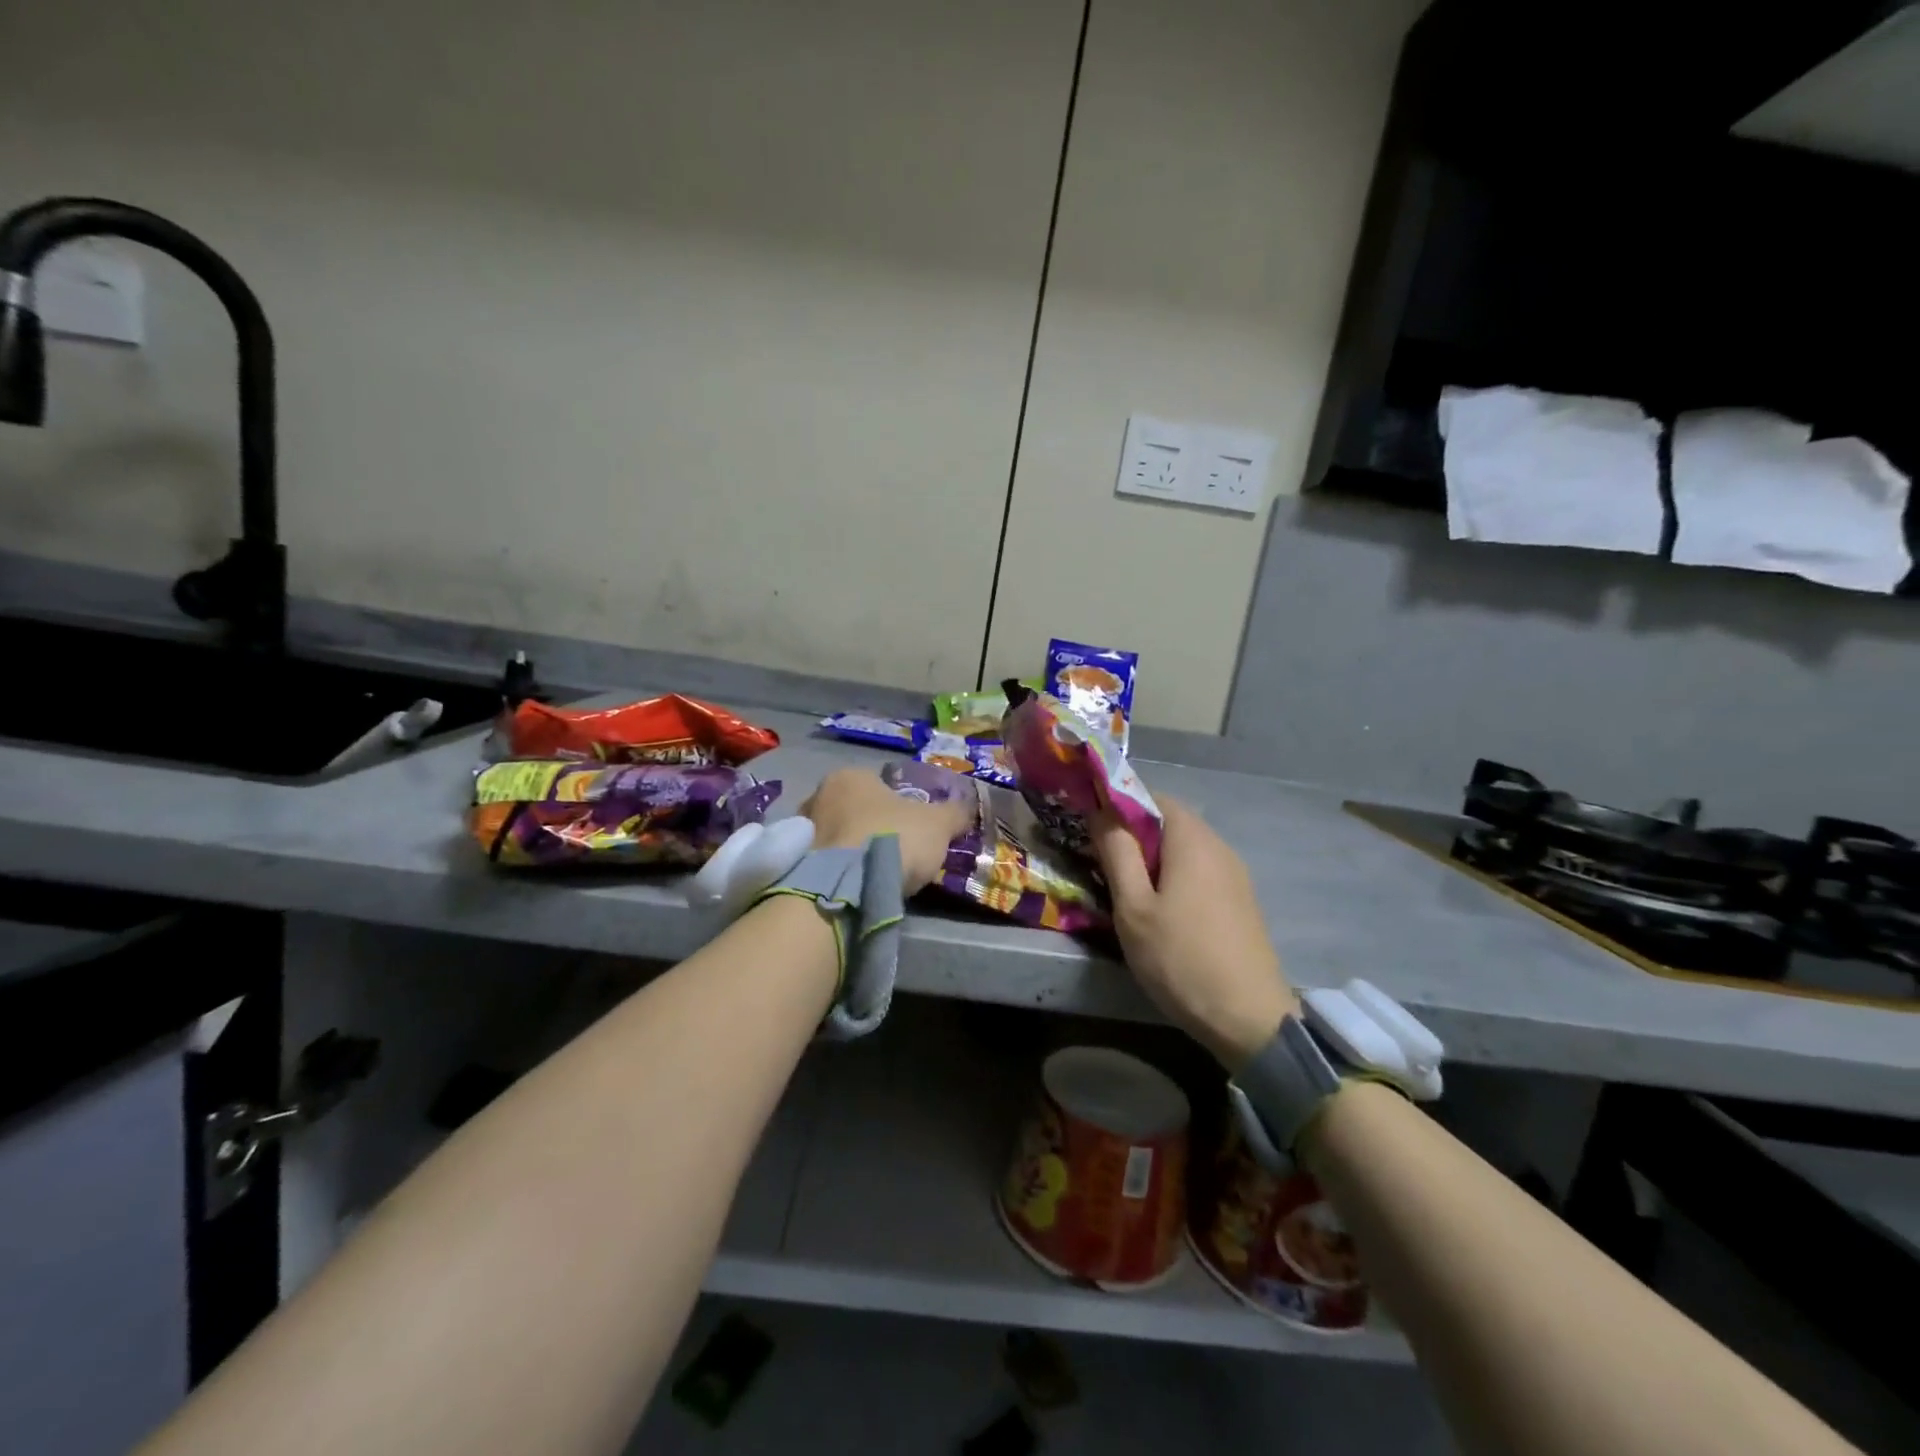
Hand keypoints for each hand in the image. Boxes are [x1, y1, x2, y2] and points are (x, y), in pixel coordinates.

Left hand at [801, 767, 972, 894]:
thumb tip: (966, 808)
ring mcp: (801, 831)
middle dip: (871, 828)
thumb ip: (954, 813)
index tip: (912, 830)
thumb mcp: (937, 824)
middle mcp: (817, 796)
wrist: (846, 886)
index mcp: (849, 776)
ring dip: (853, 852)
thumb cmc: (892, 838)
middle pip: (854, 811)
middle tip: (895, 853)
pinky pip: (824, 864)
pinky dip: (839, 873)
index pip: (877, 785)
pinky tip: (856, 888)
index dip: (898, 807)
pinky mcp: (793, 864)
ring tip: (876, 875)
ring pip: (837, 838)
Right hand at [1092, 796, 1297, 1070]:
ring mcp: (1234, 874)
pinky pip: (1200, 871)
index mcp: (1192, 839)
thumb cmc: (1180, 957)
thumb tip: (1101, 811)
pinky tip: (1159, 909)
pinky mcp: (1240, 900)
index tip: (1091, 828)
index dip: (1119, 805)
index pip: (1152, 796)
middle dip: (1133, 834)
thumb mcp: (1133, 907)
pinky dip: (1174, 876)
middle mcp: (1218, 846)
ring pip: (1184, 848)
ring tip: (1125, 889)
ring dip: (1153, 858)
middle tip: (1101, 862)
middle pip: (1169, 821)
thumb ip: (1117, 853)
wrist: (1249, 1018)